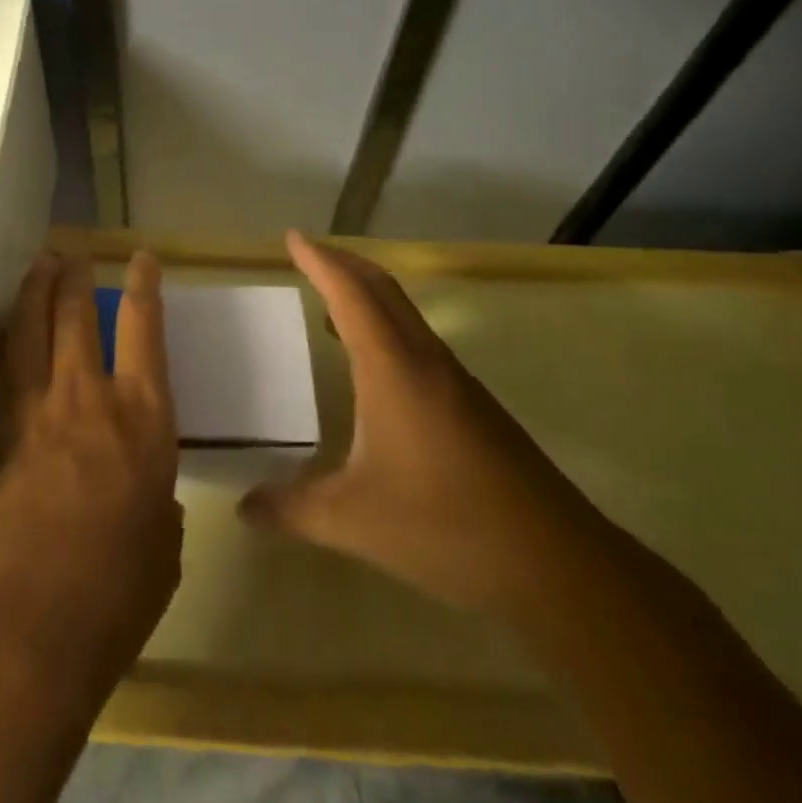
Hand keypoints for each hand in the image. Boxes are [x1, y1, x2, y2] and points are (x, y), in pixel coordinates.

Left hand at [0, 252, 182, 708]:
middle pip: (76, 317)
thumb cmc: (117, 593)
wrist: (28, 627)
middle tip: (72, 254)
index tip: (142, 257)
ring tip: (39, 265)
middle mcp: (88, 399)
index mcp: (143, 418)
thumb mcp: (163, 548)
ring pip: (31, 332)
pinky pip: (2, 371)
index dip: (144, 287)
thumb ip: (157, 508)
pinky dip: (6, 342)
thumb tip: (147, 498)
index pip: (144, 331)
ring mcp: (34, 413)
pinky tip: (5, 332)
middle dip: (75, 278)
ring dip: (35, 293)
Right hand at [239, 232, 615, 618]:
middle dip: (344, 264)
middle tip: (309, 255)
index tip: (292, 237)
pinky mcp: (474, 408)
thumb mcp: (354, 520)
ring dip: (368, 296)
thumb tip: (244, 507)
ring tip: (331, 305)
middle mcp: (426, 360)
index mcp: (393, 367)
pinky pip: (420, 344)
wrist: (557, 565)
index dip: (320, 260)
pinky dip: (388, 330)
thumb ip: (292, 509)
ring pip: (406, 315)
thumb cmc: (446, 526)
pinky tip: (374, 369)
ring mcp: (456, 382)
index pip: (350, 293)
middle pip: (383, 289)